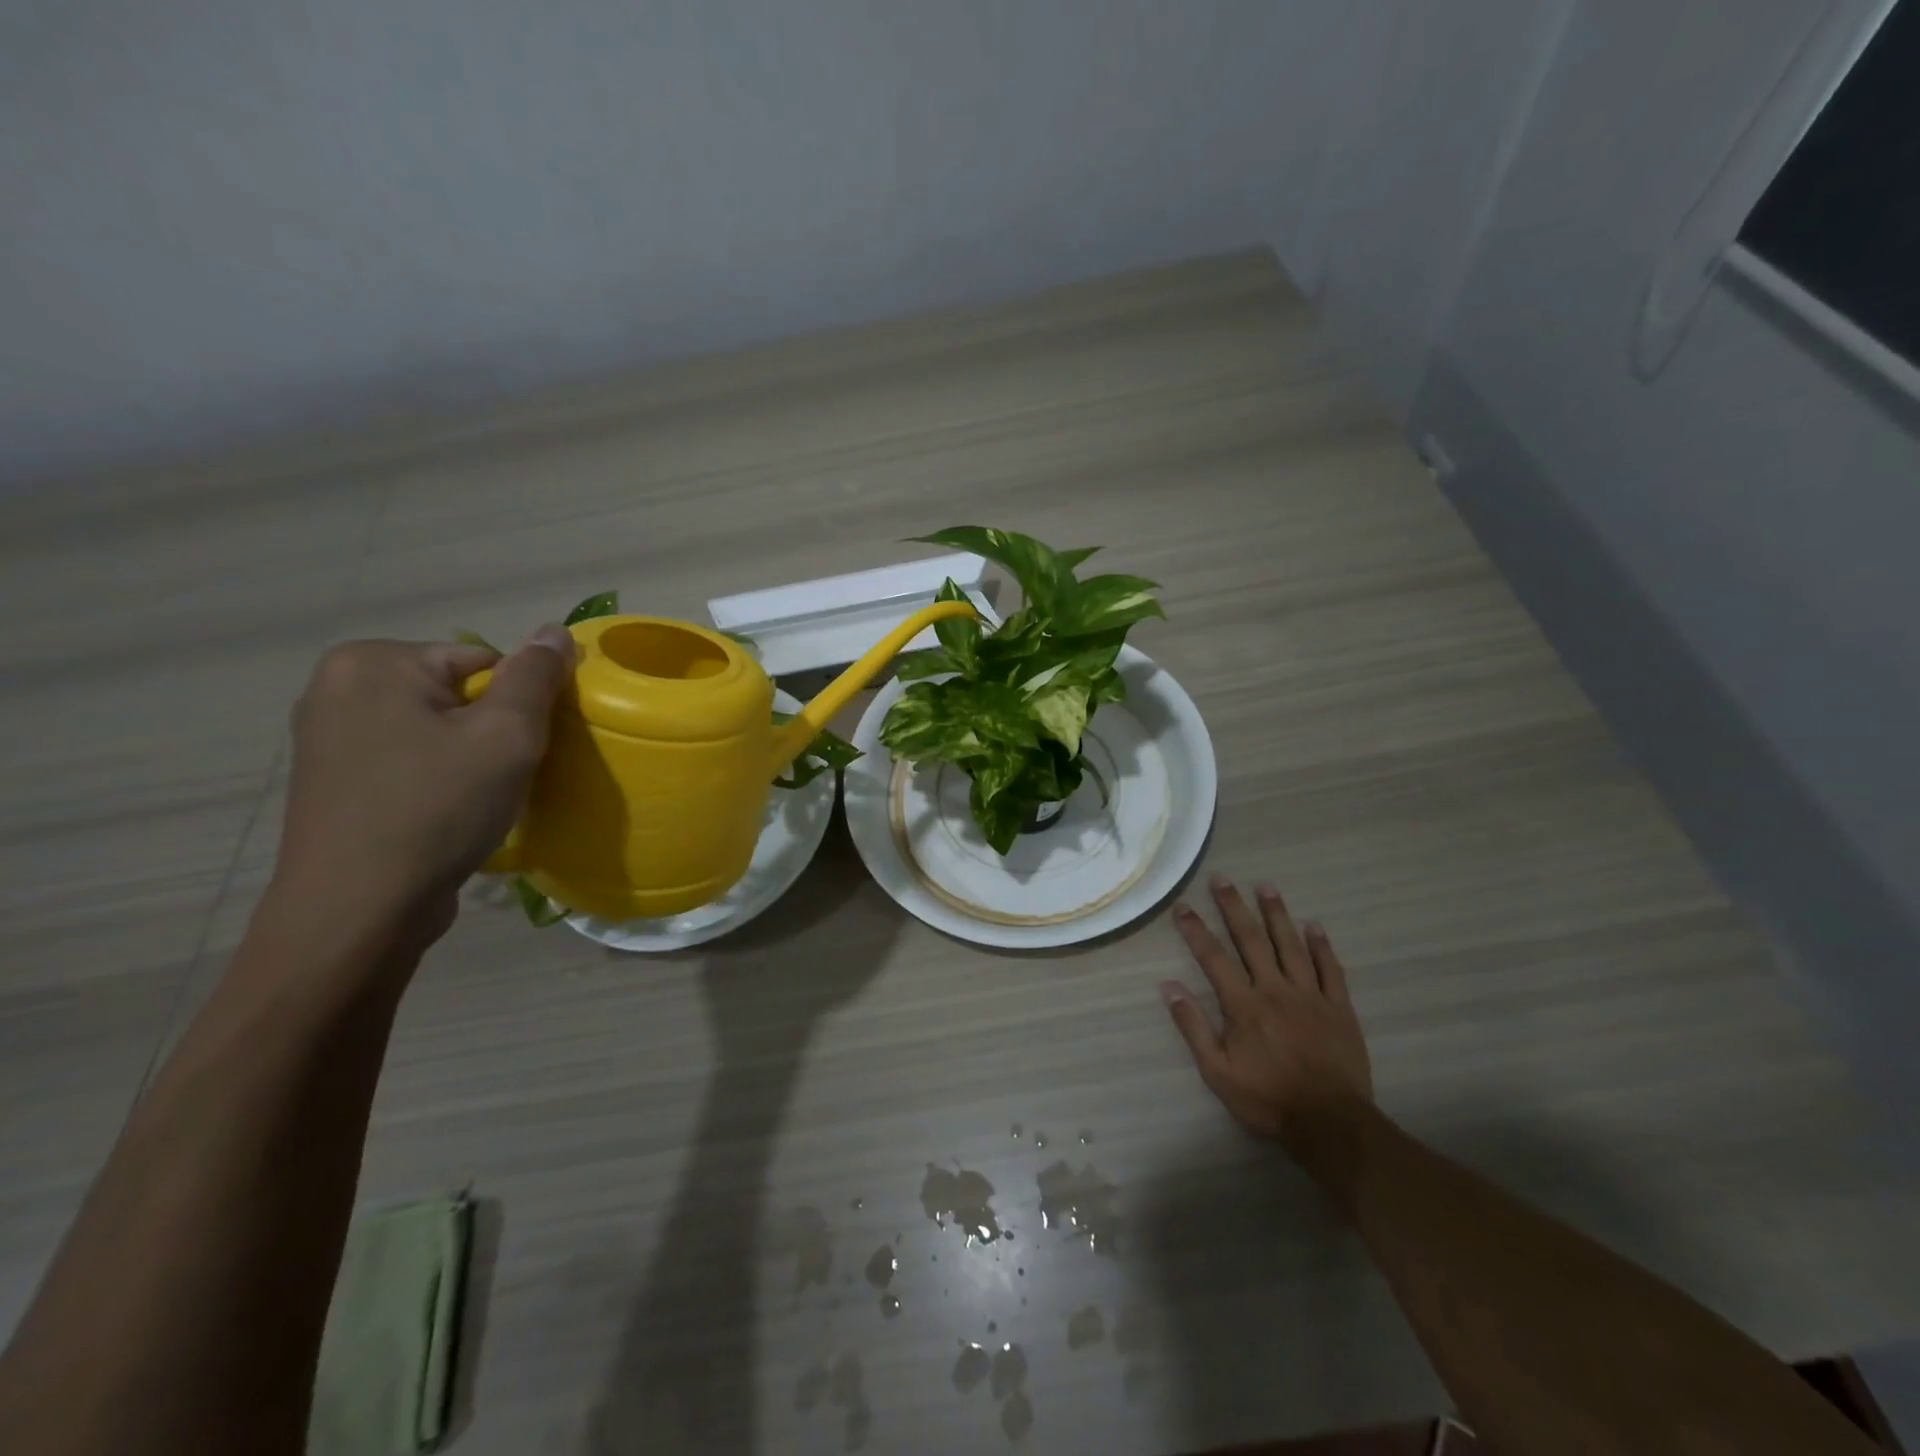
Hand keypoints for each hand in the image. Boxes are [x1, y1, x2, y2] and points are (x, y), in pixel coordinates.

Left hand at [266, 627, 574, 956]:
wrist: (358, 910)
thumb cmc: (437, 808)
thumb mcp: (506, 735)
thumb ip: (536, 677)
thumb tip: (554, 630)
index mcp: (373, 662)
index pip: (485, 661)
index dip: (519, 705)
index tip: (523, 750)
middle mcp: (338, 686)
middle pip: (459, 693)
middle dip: (492, 731)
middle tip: (503, 777)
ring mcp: (328, 736)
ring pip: (437, 729)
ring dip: (470, 757)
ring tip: (478, 800)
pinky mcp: (333, 780)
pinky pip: (410, 759)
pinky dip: (439, 779)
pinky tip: (446, 814)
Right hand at [1161, 876, 1373, 1153]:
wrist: (1330, 1124)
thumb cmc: (1267, 1099)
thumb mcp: (1217, 1071)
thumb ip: (1193, 1026)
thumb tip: (1169, 986)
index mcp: (1243, 1004)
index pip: (1214, 958)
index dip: (1196, 930)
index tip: (1183, 906)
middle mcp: (1275, 989)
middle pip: (1251, 940)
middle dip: (1233, 907)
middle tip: (1222, 879)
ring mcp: (1310, 996)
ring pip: (1291, 945)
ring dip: (1276, 914)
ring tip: (1265, 886)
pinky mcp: (1339, 1008)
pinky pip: (1331, 970)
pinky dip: (1322, 946)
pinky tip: (1314, 926)